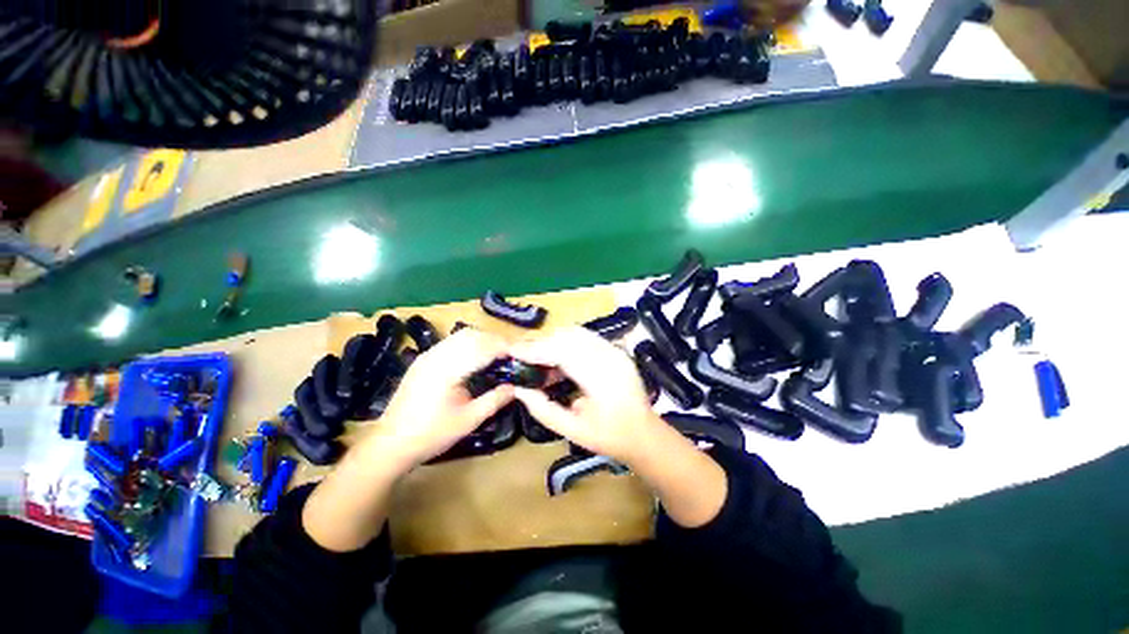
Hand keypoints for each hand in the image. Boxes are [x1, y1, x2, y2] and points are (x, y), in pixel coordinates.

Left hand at [367, 328, 515, 469]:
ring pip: (461, 335)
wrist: (390, 444)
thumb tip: (515, 387)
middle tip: (511, 355)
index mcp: (448, 369)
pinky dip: (469, 344)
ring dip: (482, 340)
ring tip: (497, 355)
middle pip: (472, 335)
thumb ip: (494, 400)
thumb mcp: (468, 421)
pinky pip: (451, 342)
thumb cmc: (430, 435)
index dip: (504, 347)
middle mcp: (437, 355)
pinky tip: (475, 358)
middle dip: (495, 340)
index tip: (520, 354)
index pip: (483, 347)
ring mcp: (428, 355)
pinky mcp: (423, 360)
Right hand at [509, 327, 665, 465]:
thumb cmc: (609, 437)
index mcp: (600, 379)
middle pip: (567, 336)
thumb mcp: (572, 431)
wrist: (645, 434)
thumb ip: (543, 409)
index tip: (512, 351)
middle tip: (522, 355)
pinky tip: (559, 357)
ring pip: (576, 332)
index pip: (561, 352)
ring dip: (553, 340)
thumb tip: (519, 389)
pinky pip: (586, 337)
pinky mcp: (616, 349)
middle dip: (541, 342)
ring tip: (538, 356)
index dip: (534, 349)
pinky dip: (567, 342)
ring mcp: (615, 350)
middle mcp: (609, 357)